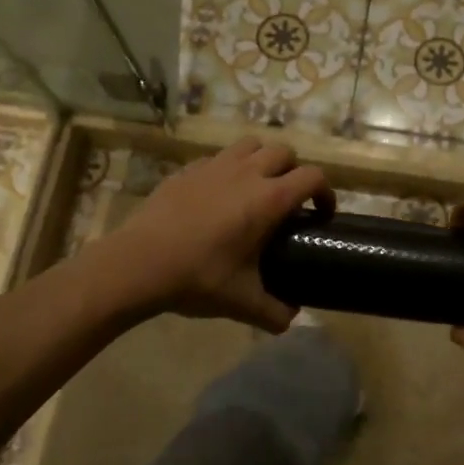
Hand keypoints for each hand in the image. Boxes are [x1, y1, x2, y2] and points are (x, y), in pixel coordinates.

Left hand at [96, 138, 332, 333]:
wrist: (137, 264)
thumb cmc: (198, 278)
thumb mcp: (242, 302)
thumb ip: (274, 312)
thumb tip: (291, 320)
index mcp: (268, 199)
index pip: (312, 177)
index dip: (325, 192)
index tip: (321, 213)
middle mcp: (247, 173)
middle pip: (284, 152)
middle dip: (294, 171)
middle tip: (288, 200)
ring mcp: (215, 166)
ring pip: (251, 144)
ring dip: (262, 160)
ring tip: (256, 187)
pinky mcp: (188, 169)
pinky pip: (219, 157)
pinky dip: (228, 168)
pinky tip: (218, 194)